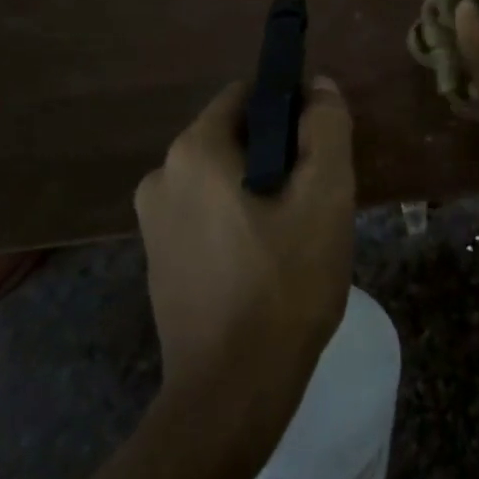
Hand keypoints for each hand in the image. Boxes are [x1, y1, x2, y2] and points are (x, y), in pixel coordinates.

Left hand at [133, 77, 355, 395]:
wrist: (231, 393)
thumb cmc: (284, 284)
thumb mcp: (326, 195)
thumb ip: (326, 127)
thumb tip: (319, 86)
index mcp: (194, 150)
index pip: (247, 96)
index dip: (291, 111)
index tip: (320, 149)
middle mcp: (161, 175)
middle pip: (235, 139)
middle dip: (278, 156)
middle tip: (315, 200)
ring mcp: (152, 222)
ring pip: (223, 179)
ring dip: (260, 191)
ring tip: (296, 236)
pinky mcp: (158, 260)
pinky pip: (206, 216)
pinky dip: (237, 221)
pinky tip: (266, 263)